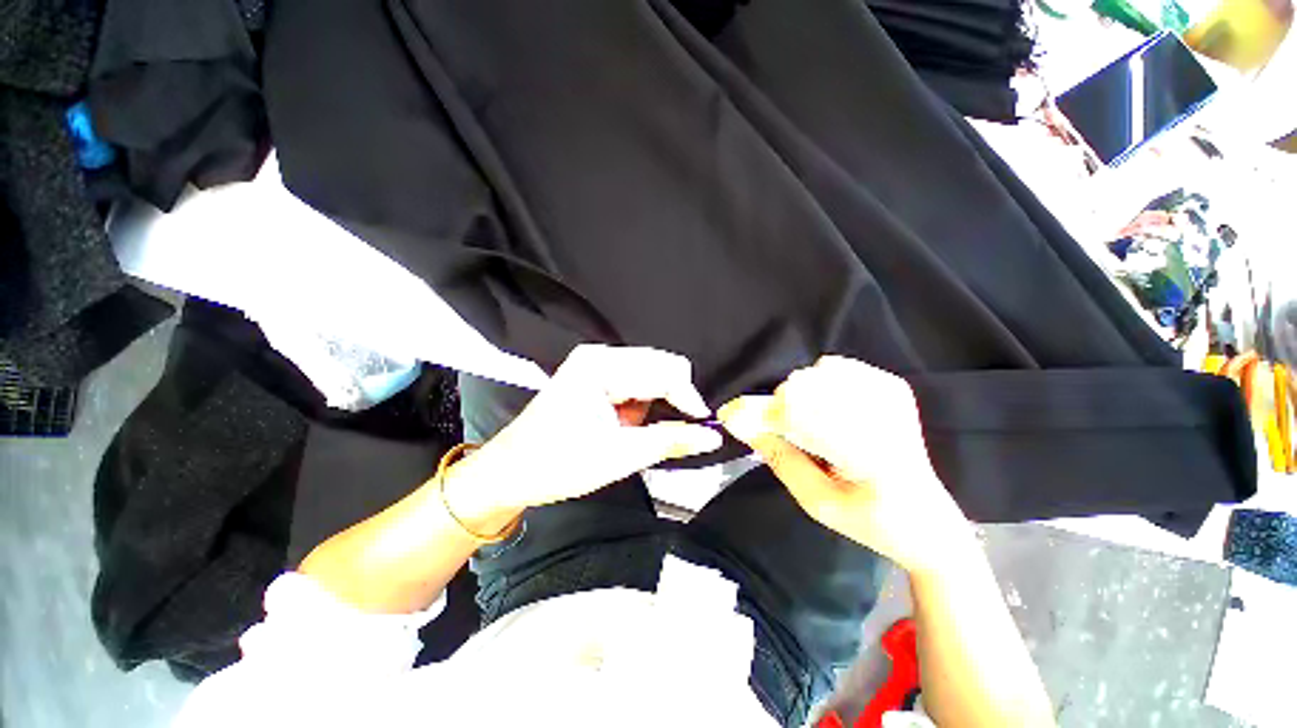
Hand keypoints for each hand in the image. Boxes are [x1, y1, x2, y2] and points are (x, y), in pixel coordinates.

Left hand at [443, 345, 722, 531]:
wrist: (512, 471)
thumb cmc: (556, 464)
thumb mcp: (619, 456)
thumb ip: (669, 441)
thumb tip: (710, 436)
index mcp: (600, 367)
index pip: (664, 371)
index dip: (689, 398)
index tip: (704, 426)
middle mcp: (599, 357)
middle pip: (660, 366)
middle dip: (673, 399)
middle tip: (674, 432)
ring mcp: (596, 364)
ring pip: (651, 374)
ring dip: (656, 403)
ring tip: (638, 432)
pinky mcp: (596, 376)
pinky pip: (636, 382)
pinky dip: (643, 404)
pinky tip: (628, 424)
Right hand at [718, 356, 972, 574]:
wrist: (926, 517)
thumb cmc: (869, 519)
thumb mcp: (816, 502)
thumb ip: (778, 457)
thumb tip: (738, 422)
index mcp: (873, 454)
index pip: (800, 414)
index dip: (758, 413)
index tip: (729, 417)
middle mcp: (885, 413)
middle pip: (802, 387)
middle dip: (779, 410)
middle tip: (782, 436)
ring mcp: (890, 393)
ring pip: (812, 375)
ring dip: (797, 399)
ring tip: (809, 429)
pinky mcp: (891, 384)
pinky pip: (830, 367)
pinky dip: (816, 385)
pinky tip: (825, 410)